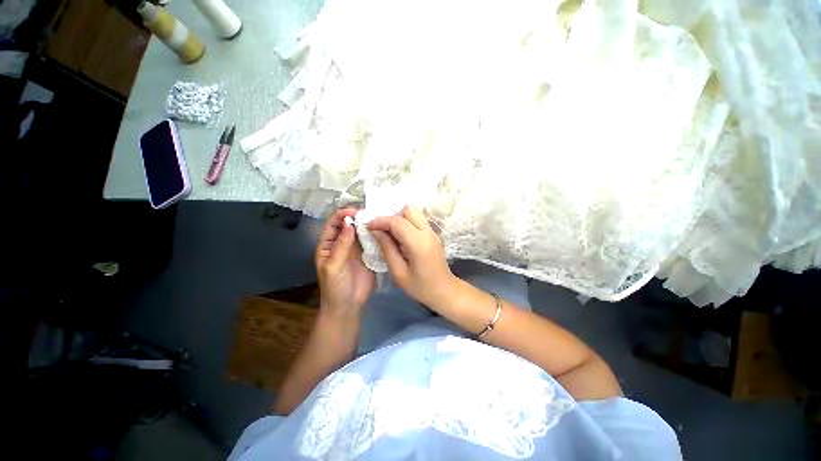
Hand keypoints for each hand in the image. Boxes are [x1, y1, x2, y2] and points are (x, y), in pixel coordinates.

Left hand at [316, 208, 374, 318]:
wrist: (349, 305)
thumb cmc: (335, 287)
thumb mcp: (333, 266)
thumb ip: (341, 245)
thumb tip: (349, 223)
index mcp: (328, 245)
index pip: (333, 225)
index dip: (341, 215)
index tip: (354, 210)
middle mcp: (342, 243)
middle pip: (348, 225)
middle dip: (356, 217)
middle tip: (369, 212)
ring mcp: (356, 248)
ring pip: (360, 232)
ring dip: (367, 224)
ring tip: (377, 218)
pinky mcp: (368, 254)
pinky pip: (371, 241)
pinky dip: (376, 234)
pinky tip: (383, 229)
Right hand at [367, 206, 456, 308]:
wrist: (445, 291)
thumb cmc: (420, 287)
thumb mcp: (398, 272)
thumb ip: (387, 249)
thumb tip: (376, 231)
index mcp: (419, 243)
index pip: (397, 222)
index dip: (380, 221)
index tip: (368, 226)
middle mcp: (428, 232)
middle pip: (409, 210)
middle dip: (393, 217)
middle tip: (384, 231)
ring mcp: (433, 232)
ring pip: (415, 212)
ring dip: (400, 218)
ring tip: (392, 234)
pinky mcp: (433, 234)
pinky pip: (418, 220)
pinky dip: (407, 223)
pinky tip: (401, 237)